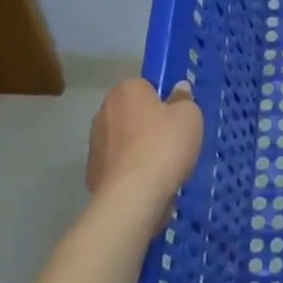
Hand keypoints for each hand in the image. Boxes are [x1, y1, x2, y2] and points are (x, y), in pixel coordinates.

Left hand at [85, 78, 202, 234]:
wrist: (133, 196)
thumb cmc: (164, 145)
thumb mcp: (190, 116)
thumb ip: (184, 99)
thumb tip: (178, 90)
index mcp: (126, 90)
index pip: (145, 87)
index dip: (163, 101)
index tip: (176, 118)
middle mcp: (103, 112)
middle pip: (132, 113)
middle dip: (148, 125)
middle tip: (172, 141)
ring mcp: (94, 144)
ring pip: (124, 141)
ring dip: (138, 149)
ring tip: (162, 167)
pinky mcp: (92, 173)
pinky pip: (118, 166)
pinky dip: (130, 172)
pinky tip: (147, 184)